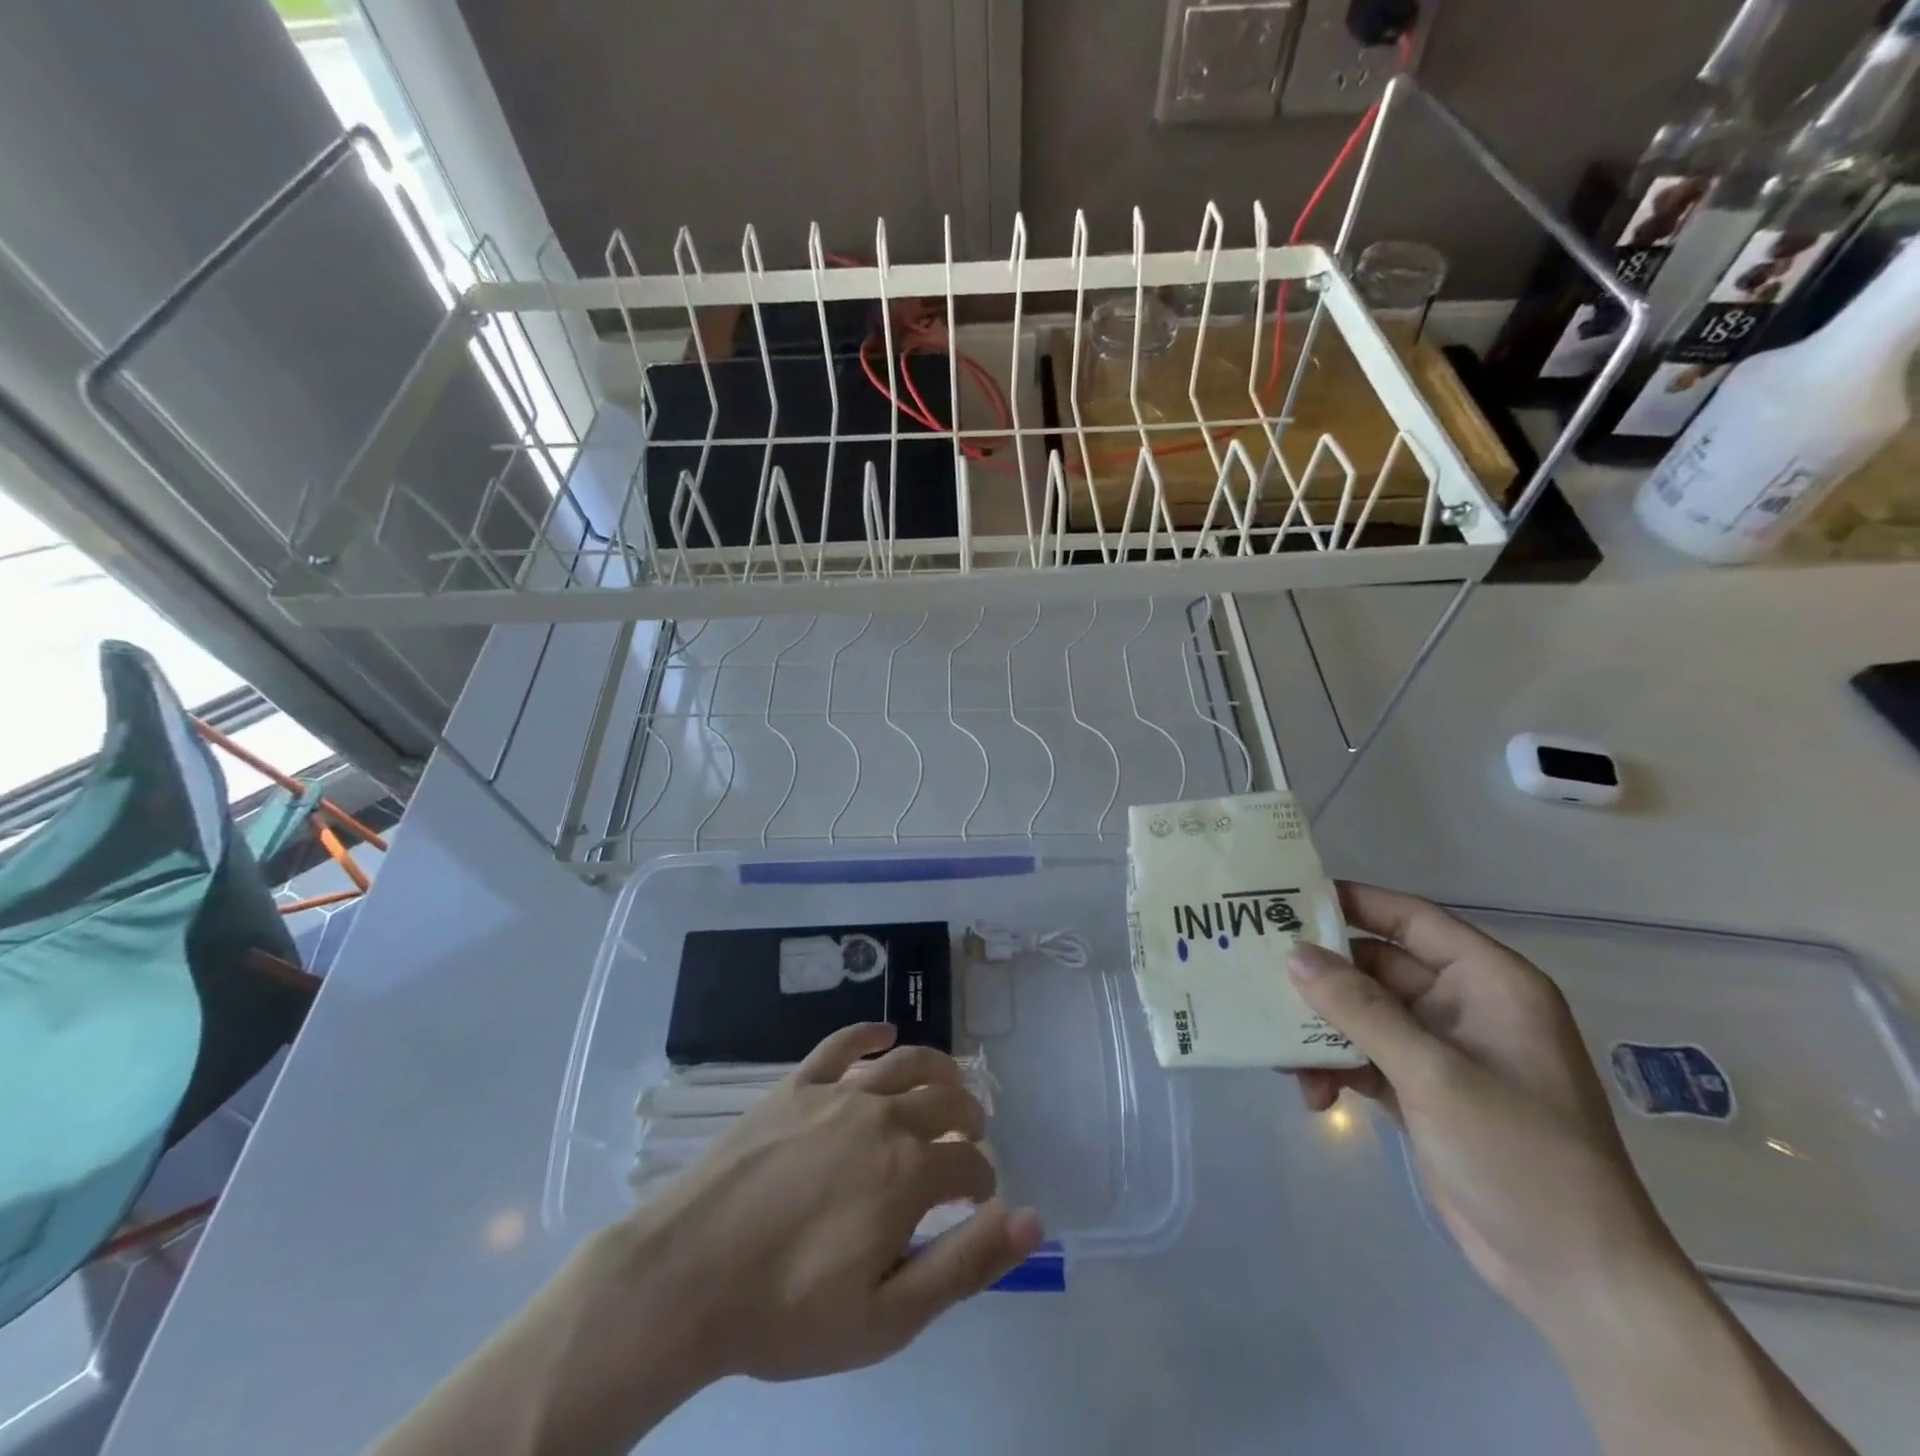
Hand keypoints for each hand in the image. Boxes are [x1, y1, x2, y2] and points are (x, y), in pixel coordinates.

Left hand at [374, 1024, 1042, 1455]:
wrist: (687, 1278)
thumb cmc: (789, 1311)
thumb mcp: (888, 1316)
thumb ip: (965, 1264)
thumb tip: (1030, 1218)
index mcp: (910, 1172)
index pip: (971, 1162)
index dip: (983, 1180)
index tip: (978, 1200)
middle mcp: (883, 1116)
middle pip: (947, 1098)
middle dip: (970, 1117)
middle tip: (969, 1138)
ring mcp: (837, 1093)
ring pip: (906, 1061)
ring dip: (937, 1068)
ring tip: (947, 1083)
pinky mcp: (796, 1084)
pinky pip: (842, 1043)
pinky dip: (869, 1033)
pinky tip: (884, 1034)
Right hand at [1285, 883, 1673, 1327]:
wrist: (1574, 1277)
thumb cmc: (1521, 1156)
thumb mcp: (1434, 1074)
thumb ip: (1360, 1009)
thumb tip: (1294, 954)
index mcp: (1489, 984)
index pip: (1411, 920)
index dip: (1352, 903)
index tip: (1286, 900)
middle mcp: (1463, 1007)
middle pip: (1376, 968)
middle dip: (1321, 978)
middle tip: (1257, 973)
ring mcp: (1442, 1051)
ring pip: (1362, 1014)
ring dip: (1321, 1030)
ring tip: (1280, 1052)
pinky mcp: (1422, 1090)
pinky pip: (1363, 1055)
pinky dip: (1334, 1067)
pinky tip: (1311, 1094)